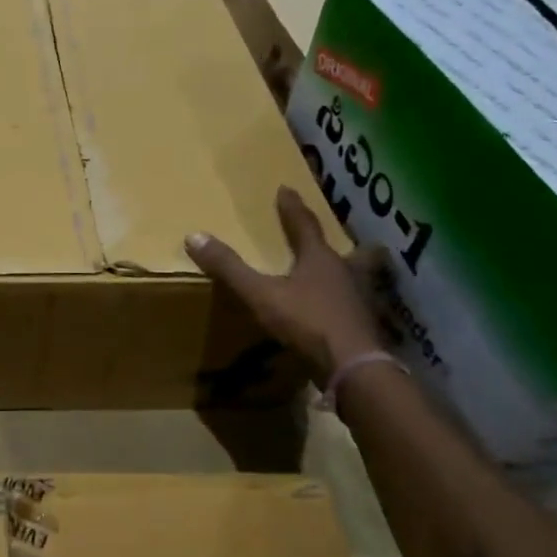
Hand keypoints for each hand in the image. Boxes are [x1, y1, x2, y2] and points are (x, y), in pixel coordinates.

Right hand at [185, 186, 387, 384]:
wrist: (352, 367)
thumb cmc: (307, 322)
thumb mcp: (261, 294)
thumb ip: (230, 268)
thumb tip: (194, 236)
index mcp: (320, 259)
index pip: (304, 225)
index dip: (293, 208)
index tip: (286, 189)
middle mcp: (345, 273)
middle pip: (346, 250)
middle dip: (338, 242)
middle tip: (336, 237)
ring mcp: (358, 301)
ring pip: (357, 277)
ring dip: (349, 272)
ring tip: (340, 273)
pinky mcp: (362, 327)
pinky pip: (354, 306)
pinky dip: (347, 303)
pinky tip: (338, 312)